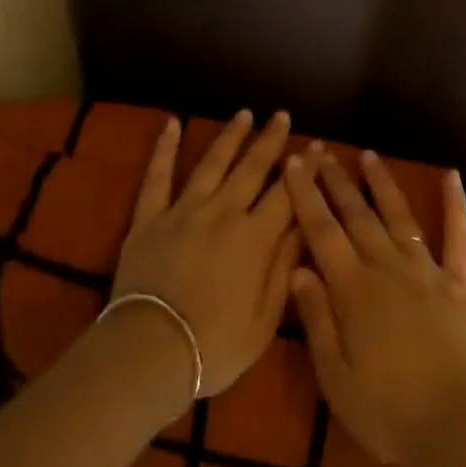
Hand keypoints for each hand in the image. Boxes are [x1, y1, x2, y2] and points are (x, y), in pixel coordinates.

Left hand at [109, 110, 299, 402]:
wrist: (148, 353)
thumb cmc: (214, 346)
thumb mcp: (264, 321)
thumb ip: (284, 269)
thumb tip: (303, 227)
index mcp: (255, 237)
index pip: (288, 194)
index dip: (305, 169)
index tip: (317, 146)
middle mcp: (223, 212)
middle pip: (252, 167)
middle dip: (270, 139)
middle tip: (281, 115)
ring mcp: (184, 210)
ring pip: (212, 163)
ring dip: (230, 136)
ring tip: (244, 114)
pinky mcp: (150, 219)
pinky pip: (157, 177)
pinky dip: (164, 149)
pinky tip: (171, 124)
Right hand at [284, 146, 465, 466]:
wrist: (461, 426)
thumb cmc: (389, 412)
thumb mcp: (337, 379)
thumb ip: (317, 320)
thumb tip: (298, 269)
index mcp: (353, 289)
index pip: (322, 231)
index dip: (306, 195)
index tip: (295, 162)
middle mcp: (386, 266)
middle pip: (356, 214)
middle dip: (336, 180)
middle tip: (321, 150)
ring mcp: (425, 268)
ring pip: (398, 214)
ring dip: (381, 182)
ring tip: (368, 154)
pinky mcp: (458, 280)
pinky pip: (456, 235)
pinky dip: (454, 203)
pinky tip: (452, 175)